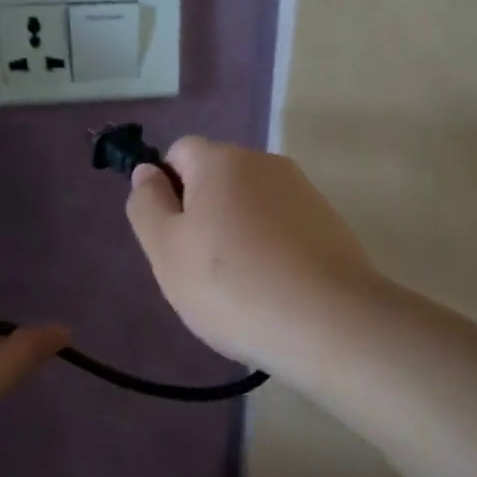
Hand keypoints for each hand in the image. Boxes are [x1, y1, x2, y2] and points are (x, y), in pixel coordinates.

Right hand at [125, 137, 382, 370]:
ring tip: (240, 288)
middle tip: (199, 269)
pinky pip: (282, 229)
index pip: (179, 153)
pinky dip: (270, 251)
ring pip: (250, 206)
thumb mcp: (166, 249)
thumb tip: (147, 172)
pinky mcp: (330, 224)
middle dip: (202, 216)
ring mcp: (303, 193)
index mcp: (222, 160)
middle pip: (217, 179)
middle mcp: (266, 163)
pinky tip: (273, 290)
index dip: (166, 190)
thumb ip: (147, 204)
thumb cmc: (231, 285)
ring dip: (236, 235)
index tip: (172, 237)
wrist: (329, 323)